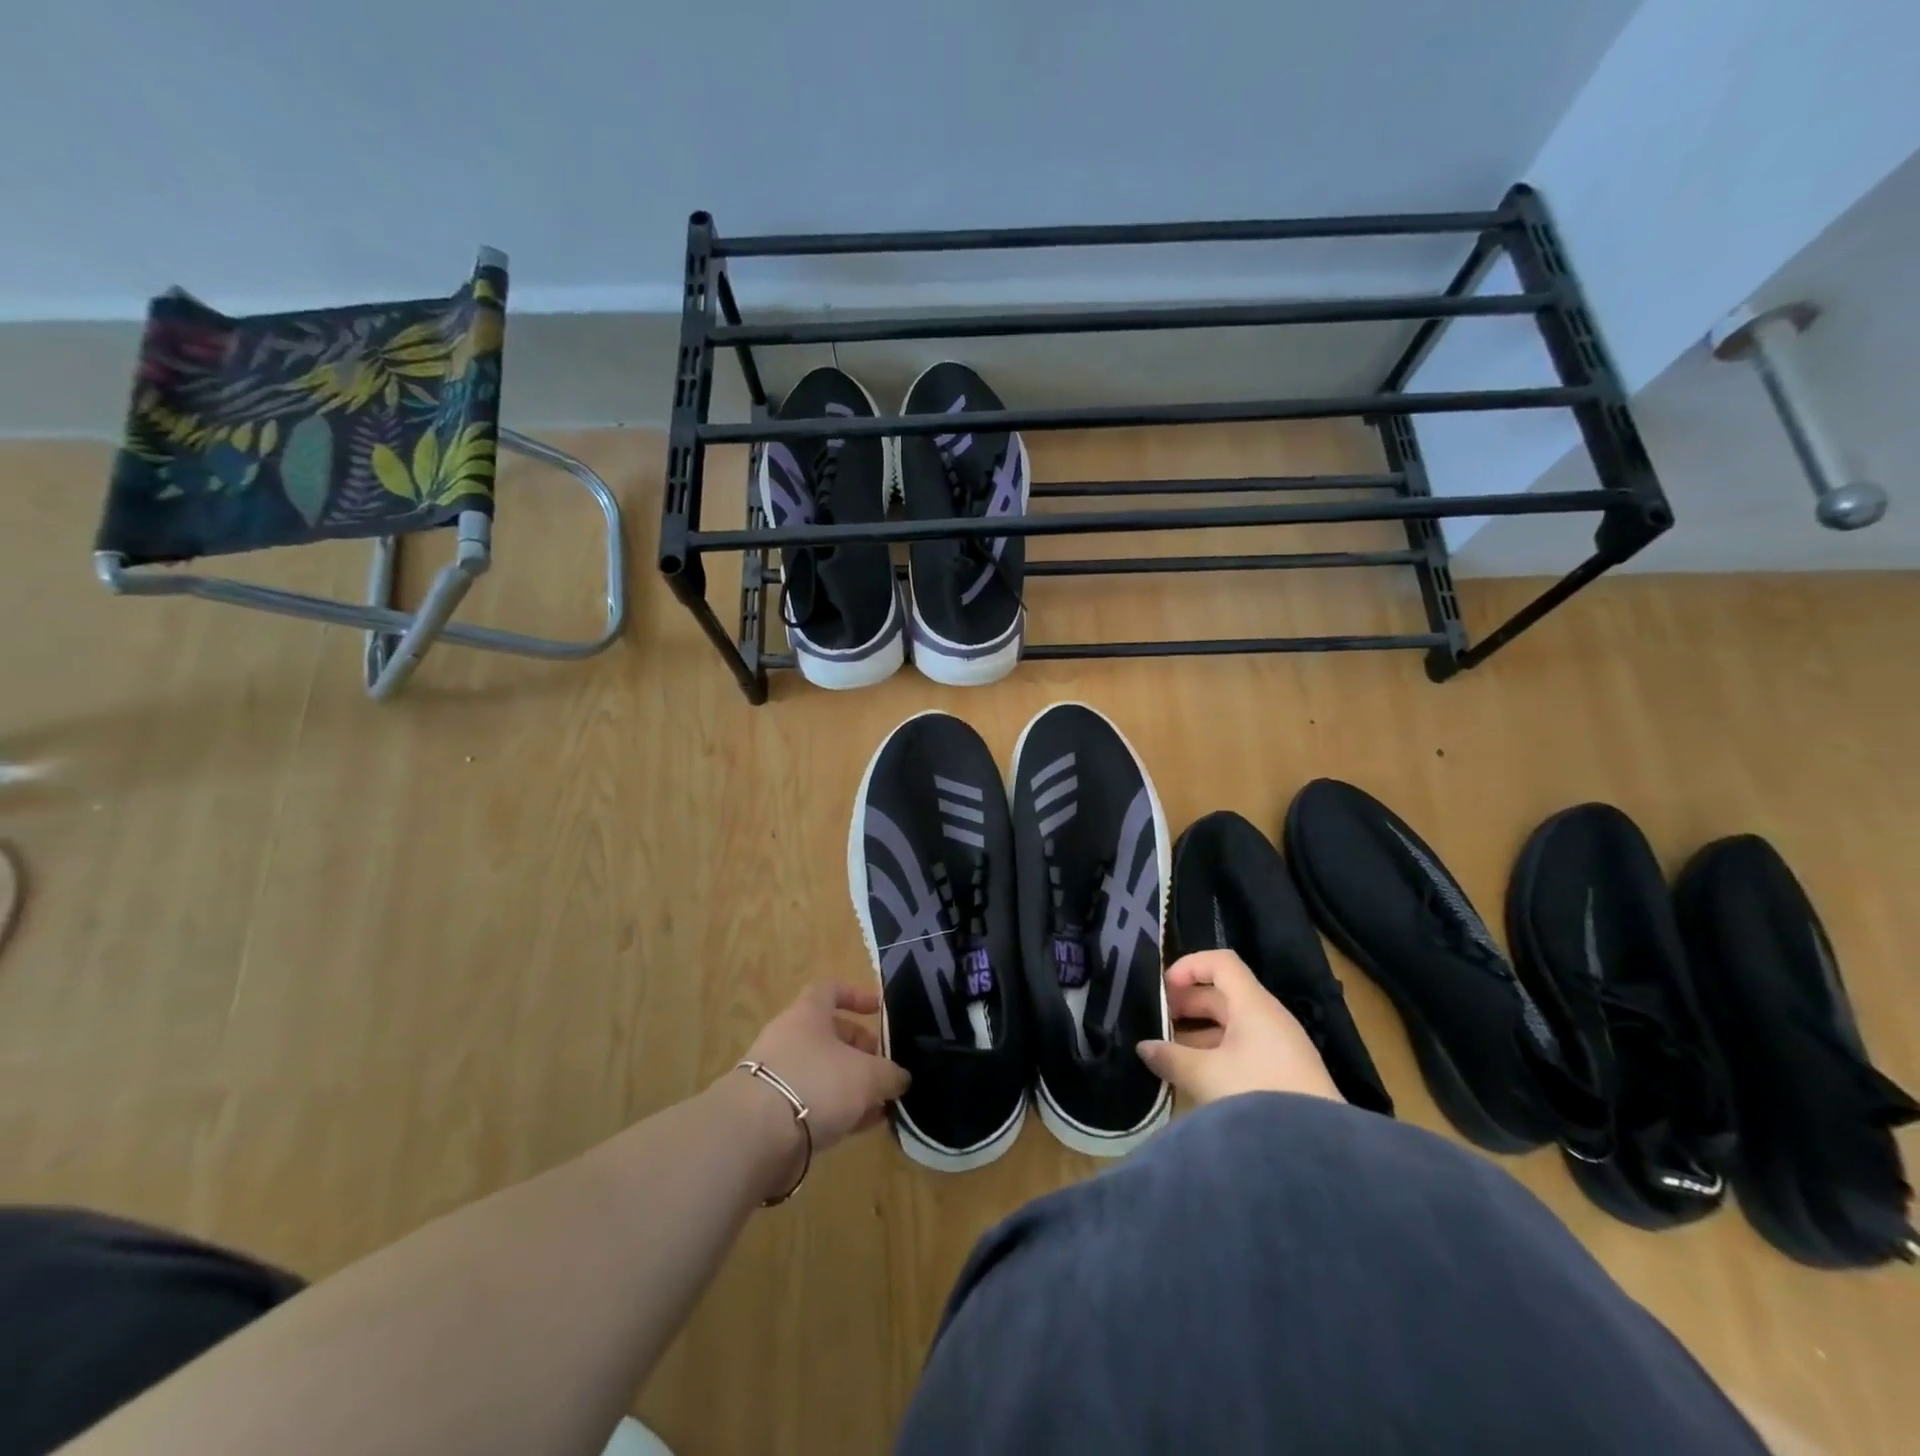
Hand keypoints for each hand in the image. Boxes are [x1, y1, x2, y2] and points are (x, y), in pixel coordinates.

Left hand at [738, 984, 909, 1155]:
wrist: (755, 1135)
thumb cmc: (816, 1083)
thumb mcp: (867, 1075)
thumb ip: (890, 1074)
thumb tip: (900, 1078)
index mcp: (808, 1013)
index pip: (831, 990)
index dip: (856, 996)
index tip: (878, 1011)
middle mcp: (789, 1037)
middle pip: (829, 1034)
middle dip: (860, 1049)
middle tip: (884, 1069)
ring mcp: (777, 1075)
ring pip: (822, 1071)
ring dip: (851, 1084)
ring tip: (879, 1104)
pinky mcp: (771, 1112)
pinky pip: (811, 1102)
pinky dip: (835, 1109)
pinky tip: (859, 1126)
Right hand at [1137, 950, 1343, 1106]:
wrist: (1316, 1150)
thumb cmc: (1257, 1094)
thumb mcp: (1205, 1075)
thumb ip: (1170, 1057)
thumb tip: (1144, 1047)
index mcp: (1253, 1004)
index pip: (1221, 962)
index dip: (1189, 966)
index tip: (1164, 988)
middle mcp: (1268, 1017)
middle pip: (1223, 994)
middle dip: (1187, 1004)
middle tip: (1157, 1023)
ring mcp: (1279, 1046)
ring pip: (1231, 1025)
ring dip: (1198, 1033)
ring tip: (1170, 1053)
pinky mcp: (1285, 1074)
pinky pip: (1243, 1048)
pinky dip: (1216, 1053)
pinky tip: (1196, 1076)